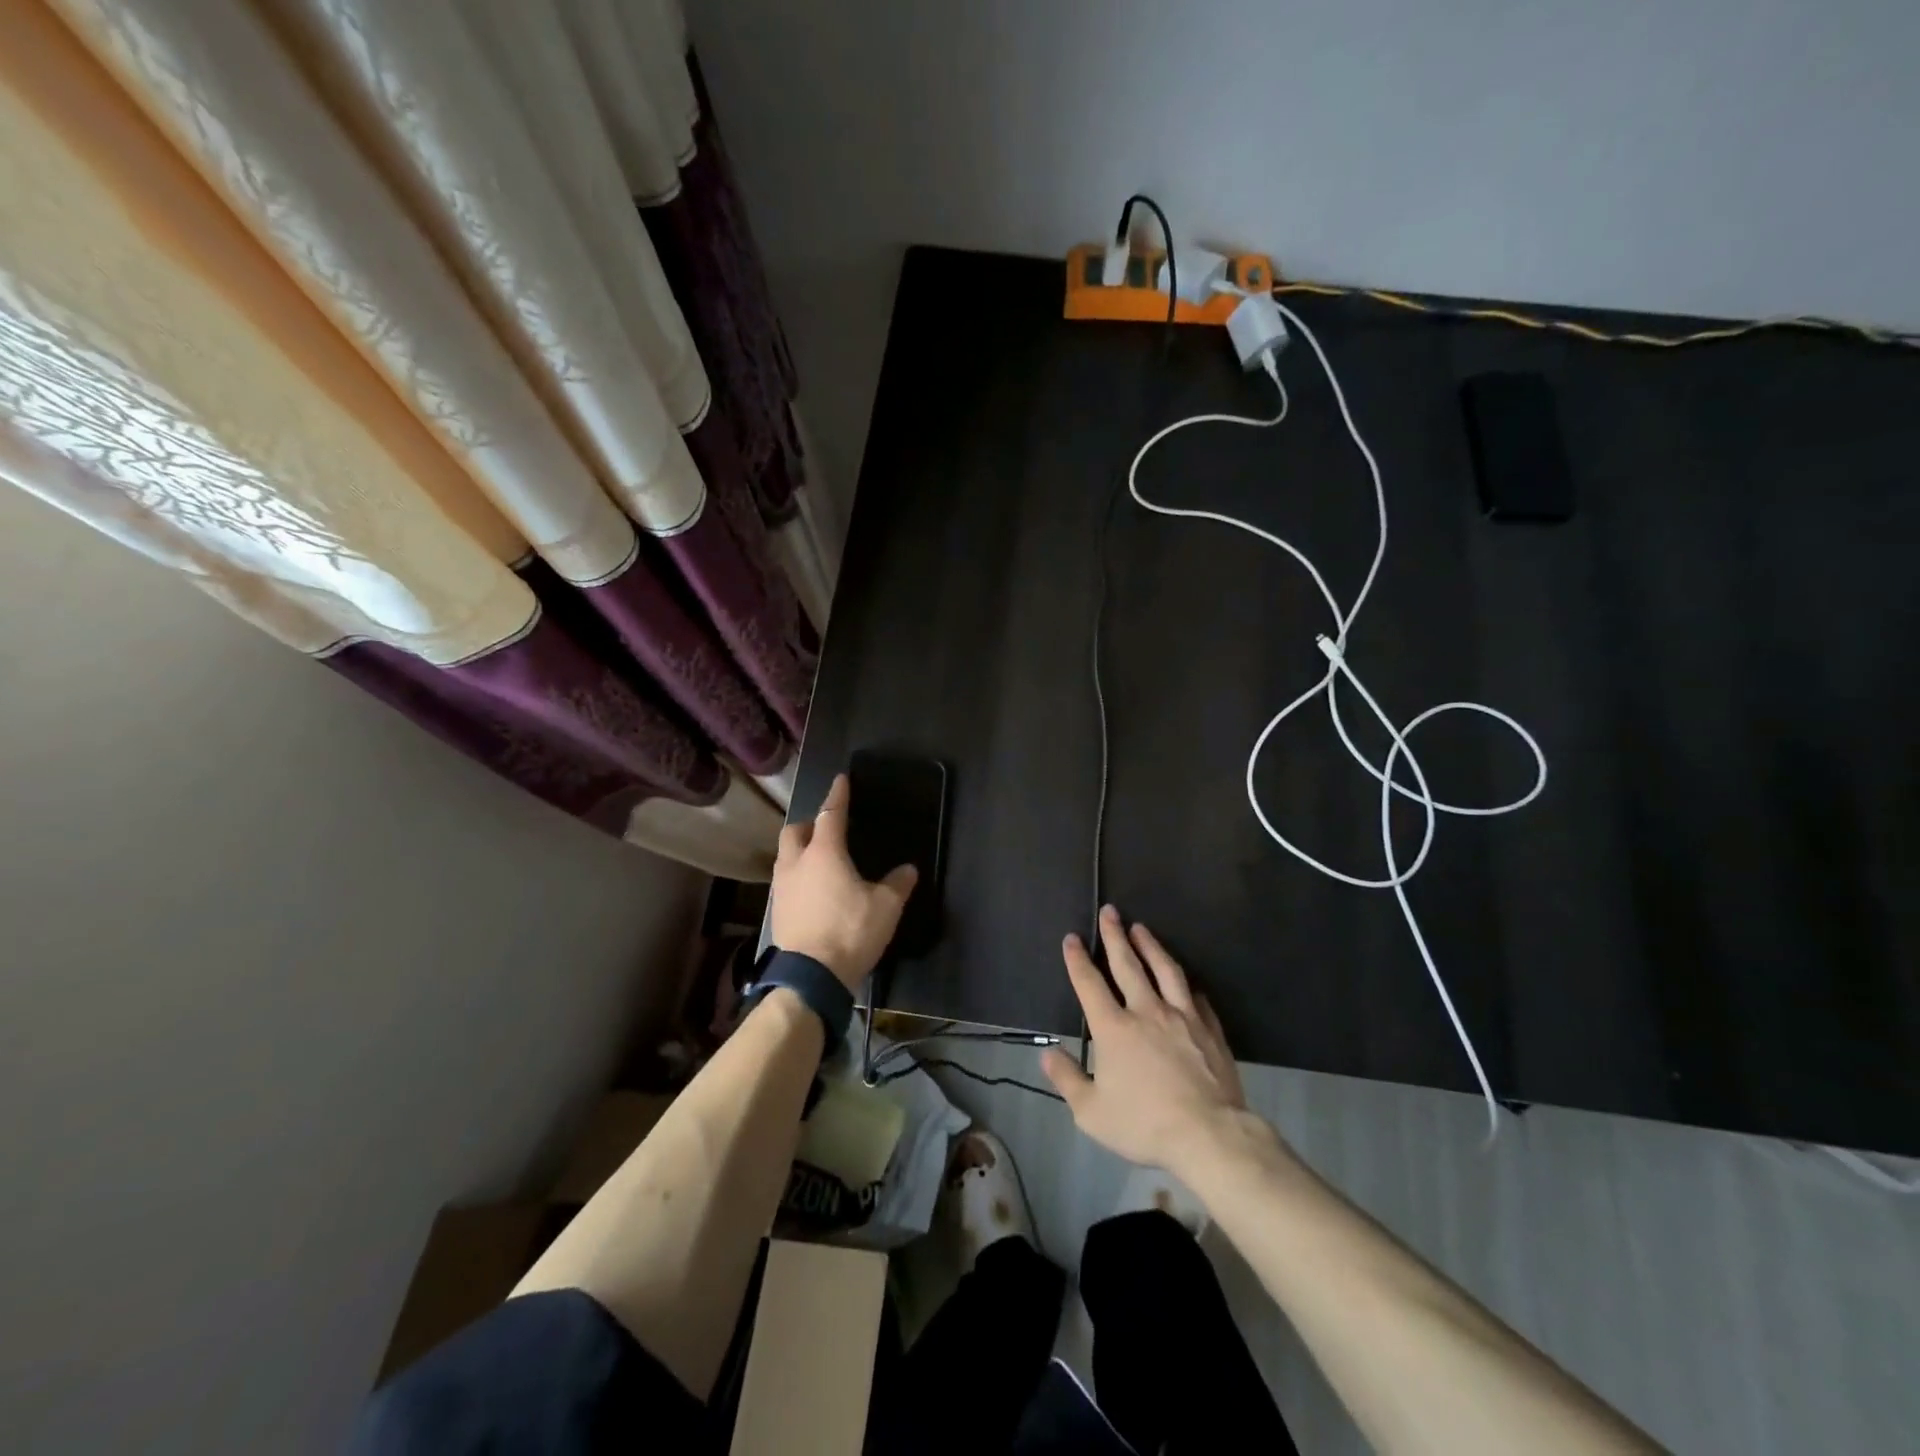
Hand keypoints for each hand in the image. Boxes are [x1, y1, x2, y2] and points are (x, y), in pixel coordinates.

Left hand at [770, 773, 917, 991]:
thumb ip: (898, 884)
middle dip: (809, 824)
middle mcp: (796, 863)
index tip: (840, 780)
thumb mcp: (886, 907)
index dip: (837, 796)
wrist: (811, 977)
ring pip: (786, 856)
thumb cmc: (850, 931)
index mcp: (824, 853)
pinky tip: (813, 890)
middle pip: (795, 831)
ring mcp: (781, 887)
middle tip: (826, 829)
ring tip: (821, 861)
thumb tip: (909, 869)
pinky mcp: (777, 910)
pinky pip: (786, 880)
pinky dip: (798, 876)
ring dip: (800, 850)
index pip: (830, 814)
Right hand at [1041, 905, 1260, 1177]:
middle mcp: (1146, 1011)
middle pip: (1128, 964)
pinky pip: (1195, 998)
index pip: (1090, 984)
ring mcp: (1182, 1017)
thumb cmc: (1145, 1124)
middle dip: (1114, 936)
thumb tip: (1047, 1053)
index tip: (1072, 938)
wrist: (1209, 1135)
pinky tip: (1184, 981)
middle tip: (1110, 911)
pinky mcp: (1209, 1029)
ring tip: (1141, 928)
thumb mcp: (1092, 1112)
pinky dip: (1185, 985)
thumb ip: (1067, 1079)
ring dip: (1150, 946)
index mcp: (1114, 1028)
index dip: (1078, 959)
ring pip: (1164, 970)